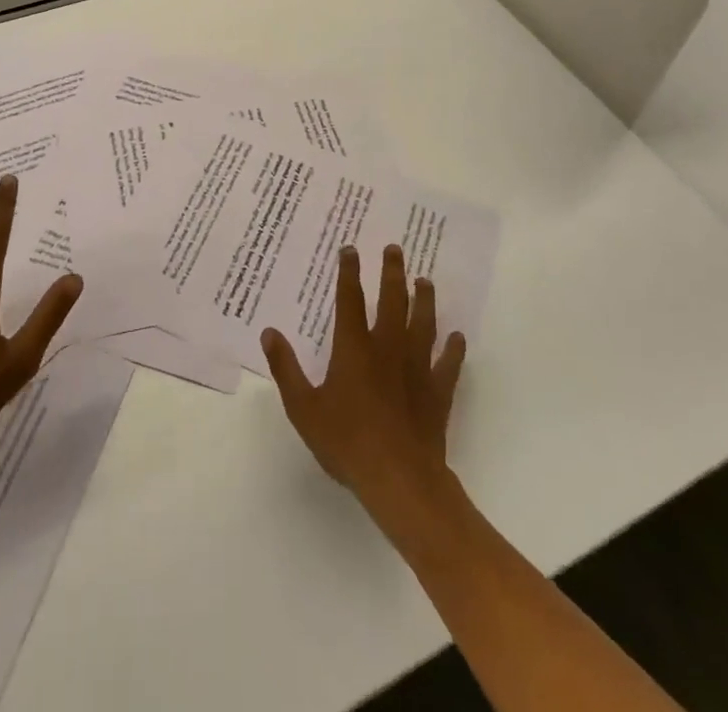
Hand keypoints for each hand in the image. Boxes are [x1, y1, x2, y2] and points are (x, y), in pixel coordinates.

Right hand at [261, 243, 465, 519]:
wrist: (398, 478)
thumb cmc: (346, 442)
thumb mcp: (303, 408)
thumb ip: (286, 368)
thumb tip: (269, 332)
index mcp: (354, 347)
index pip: (349, 299)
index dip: (349, 271)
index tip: (350, 248)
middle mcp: (387, 347)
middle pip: (392, 300)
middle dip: (392, 272)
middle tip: (395, 249)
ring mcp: (416, 367)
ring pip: (423, 323)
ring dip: (424, 299)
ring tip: (425, 280)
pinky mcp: (437, 391)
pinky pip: (448, 364)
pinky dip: (454, 349)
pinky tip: (458, 338)